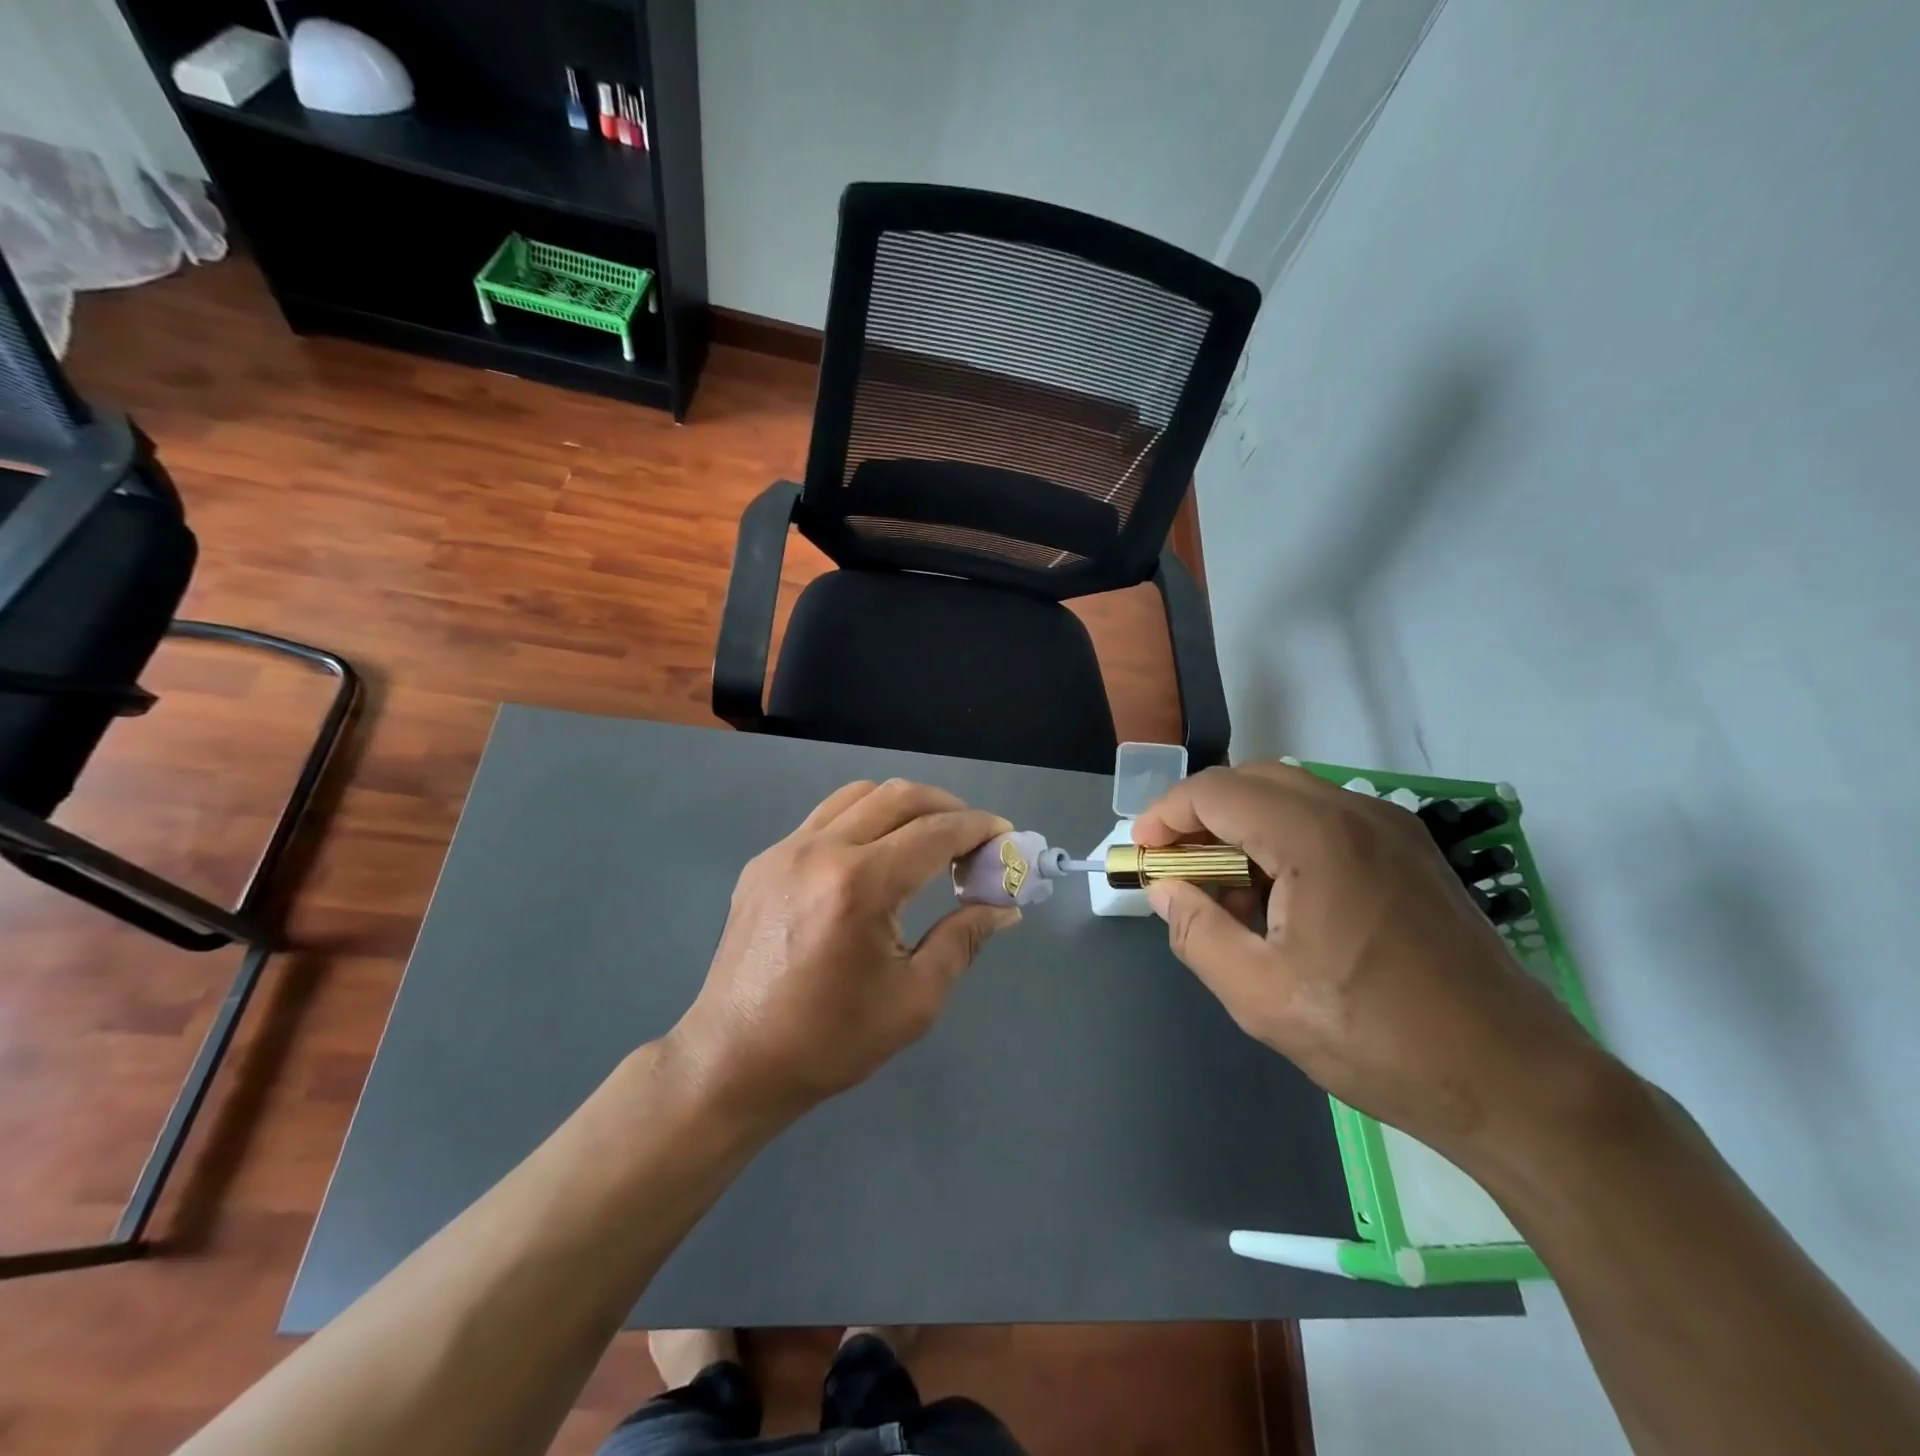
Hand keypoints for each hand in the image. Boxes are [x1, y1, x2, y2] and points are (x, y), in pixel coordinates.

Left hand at [667, 779, 1018, 1119]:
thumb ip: (964, 940)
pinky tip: (875, 857)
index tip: (1006, 837)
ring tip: (928, 839)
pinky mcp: (764, 861)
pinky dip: (864, 819)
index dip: (978, 829)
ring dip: (904, 806)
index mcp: (860, 884)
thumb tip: (1004, 907)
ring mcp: (785, 849)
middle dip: (947, 807)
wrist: (734, 1060)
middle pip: (899, 796)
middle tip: (973, 838)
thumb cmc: (830, 1040)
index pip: (934, 832)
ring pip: (859, 795)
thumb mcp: (915, 999)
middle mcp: (821, 850)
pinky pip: (825, 818)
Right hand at [1134, 762, 1602, 1163]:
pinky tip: (1280, 900)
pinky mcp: (1412, 853)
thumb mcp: (1261, 996)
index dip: (1165, 815)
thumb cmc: (1377, 1038)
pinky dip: (1283, 840)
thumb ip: (1198, 932)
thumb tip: (1165, 890)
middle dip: (1201, 816)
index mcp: (1316, 837)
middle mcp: (1356, 813)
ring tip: (1225, 892)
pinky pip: (1326, 821)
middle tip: (1177, 869)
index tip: (1142, 854)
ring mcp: (1392, 829)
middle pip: (1252, 780)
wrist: (1515, 1081)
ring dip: (1243, 827)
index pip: (1215, 791)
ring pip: (1290, 796)